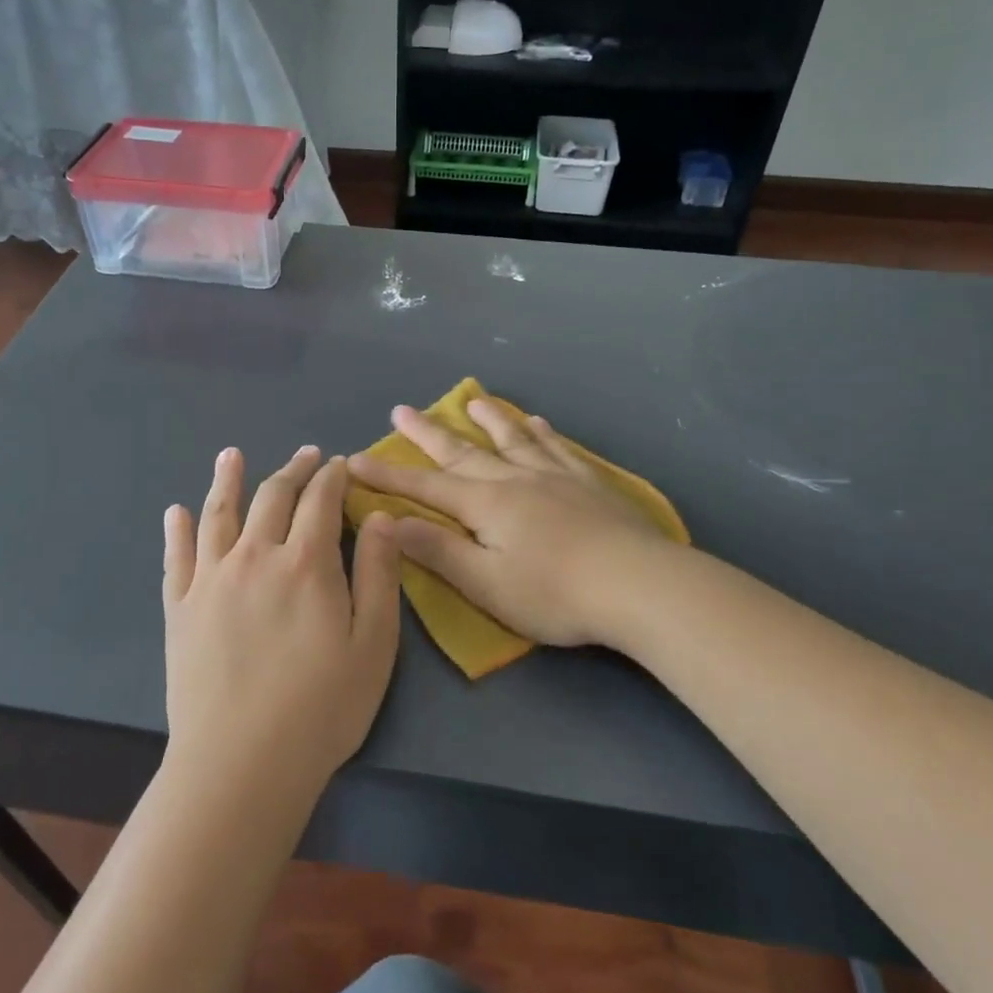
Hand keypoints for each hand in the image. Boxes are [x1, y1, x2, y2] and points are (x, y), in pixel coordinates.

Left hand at [162, 446, 401, 809]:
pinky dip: (178, 530)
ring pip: (218, 514)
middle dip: (294, 470)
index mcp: (305, 562)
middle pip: (273, 497)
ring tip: (231, 455)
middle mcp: (254, 556)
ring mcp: (210, 580)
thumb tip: (381, 517)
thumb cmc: (322, 708)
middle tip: (306, 455)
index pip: (320, 501)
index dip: (332, 477)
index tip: (340, 464)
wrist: (241, 764)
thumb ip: (379, 574)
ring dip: (227, 480)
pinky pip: (176, 557)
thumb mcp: (374, 643)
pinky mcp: (179, 608)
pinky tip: (176, 511)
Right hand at [347, 401, 675, 651]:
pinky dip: (542, 433)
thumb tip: (389, 521)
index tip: (354, 459)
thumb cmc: (555, 593)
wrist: (638, 585)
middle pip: (463, 451)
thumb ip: (438, 550)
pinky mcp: (589, 484)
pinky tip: (538, 422)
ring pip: (513, 439)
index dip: (388, 475)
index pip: (425, 485)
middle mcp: (515, 478)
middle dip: (428, 433)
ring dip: (488, 420)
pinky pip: (558, 448)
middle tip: (402, 409)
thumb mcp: (486, 582)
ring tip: (473, 400)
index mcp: (486, 504)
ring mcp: (555, 476)